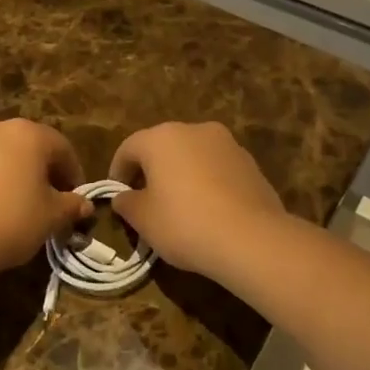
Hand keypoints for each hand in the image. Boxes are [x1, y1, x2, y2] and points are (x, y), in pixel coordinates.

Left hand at [0, 120, 93, 277]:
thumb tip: (85, 205)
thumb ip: (71, 206)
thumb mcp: (51, 217)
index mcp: (30, 134)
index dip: (74, 174)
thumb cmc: (10, 220)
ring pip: (4, 156)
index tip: (75, 200)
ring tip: (21, 207)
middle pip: (31, 147)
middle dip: (44, 172)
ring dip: (17, 175)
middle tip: (50, 202)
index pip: (63, 148)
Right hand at [108, 123, 286, 278]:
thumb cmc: (185, 223)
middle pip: (162, 146)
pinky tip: (207, 209)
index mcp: (161, 137)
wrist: (251, 239)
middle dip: (151, 170)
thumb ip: (126, 203)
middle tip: (145, 199)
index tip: (118, 196)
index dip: (118, 172)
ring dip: (181, 173)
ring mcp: (227, 144)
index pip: (128, 148)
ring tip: (178, 205)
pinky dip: (206, 182)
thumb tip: (123, 197)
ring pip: (192, 155)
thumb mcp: (143, 219)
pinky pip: (217, 168)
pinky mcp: (250, 163)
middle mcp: (194, 130)